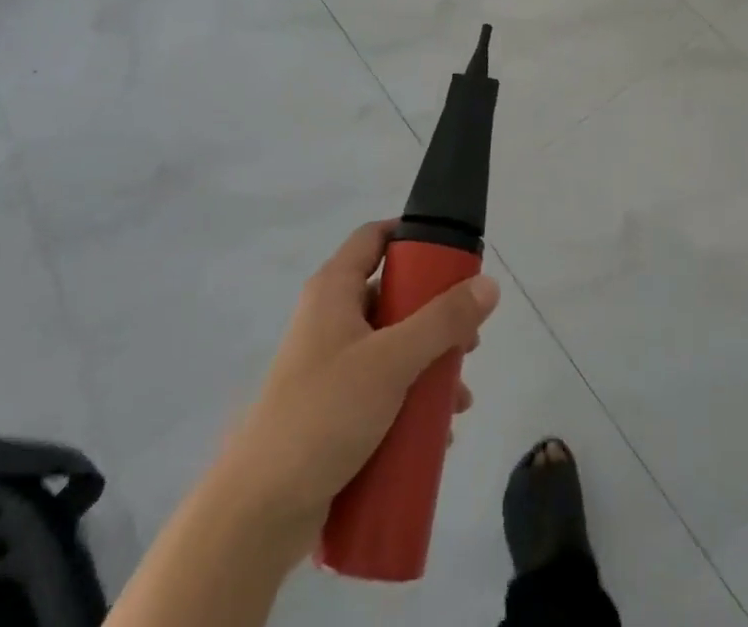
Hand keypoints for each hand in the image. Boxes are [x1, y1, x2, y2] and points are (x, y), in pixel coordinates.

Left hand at [219, 221, 500, 558]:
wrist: (258, 513)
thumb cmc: (324, 415)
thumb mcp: (392, 361)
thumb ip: (443, 321)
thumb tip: (489, 284)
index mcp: (333, 291)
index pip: (374, 236)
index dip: (412, 234)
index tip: (454, 252)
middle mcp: (330, 319)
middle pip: (393, 295)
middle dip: (436, 315)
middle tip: (469, 340)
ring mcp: (330, 366)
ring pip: (392, 346)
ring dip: (429, 365)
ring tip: (459, 398)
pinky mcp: (333, 410)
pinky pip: (382, 389)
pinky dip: (411, 400)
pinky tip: (438, 430)